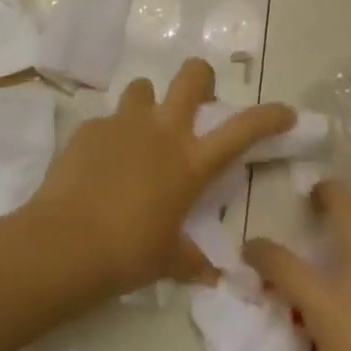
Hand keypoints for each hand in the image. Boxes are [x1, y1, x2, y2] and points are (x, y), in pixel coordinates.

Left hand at [28, 58, 293, 296]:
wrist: (66, 242)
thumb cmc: (129, 254)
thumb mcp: (169, 261)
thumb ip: (192, 260)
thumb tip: (210, 274)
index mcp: (191, 162)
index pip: (242, 129)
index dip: (269, 116)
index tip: (284, 112)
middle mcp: (163, 131)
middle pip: (192, 76)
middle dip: (201, 78)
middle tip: (197, 99)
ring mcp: (124, 124)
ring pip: (144, 88)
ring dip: (147, 105)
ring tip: (140, 133)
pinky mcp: (90, 128)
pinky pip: (107, 121)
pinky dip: (110, 137)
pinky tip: (100, 164)